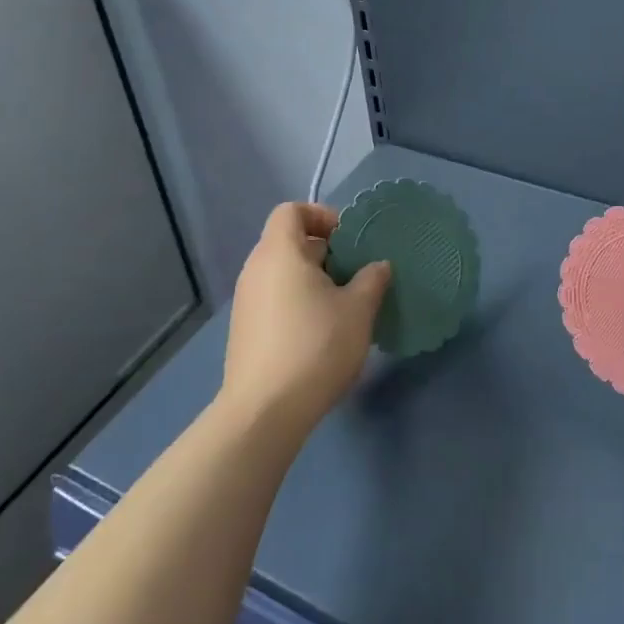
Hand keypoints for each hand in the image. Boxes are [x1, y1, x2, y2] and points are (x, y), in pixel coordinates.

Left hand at [219, 202, 391, 437]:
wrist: (264, 412)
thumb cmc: (315, 347)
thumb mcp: (358, 310)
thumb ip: (372, 279)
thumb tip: (378, 266)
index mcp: (280, 253)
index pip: (292, 211)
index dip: (321, 216)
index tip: (348, 240)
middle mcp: (256, 270)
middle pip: (288, 242)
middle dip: (325, 252)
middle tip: (355, 274)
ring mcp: (246, 302)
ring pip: (283, 273)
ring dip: (314, 280)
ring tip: (344, 306)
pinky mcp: (245, 331)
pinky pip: (274, 298)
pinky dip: (298, 302)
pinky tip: (321, 333)